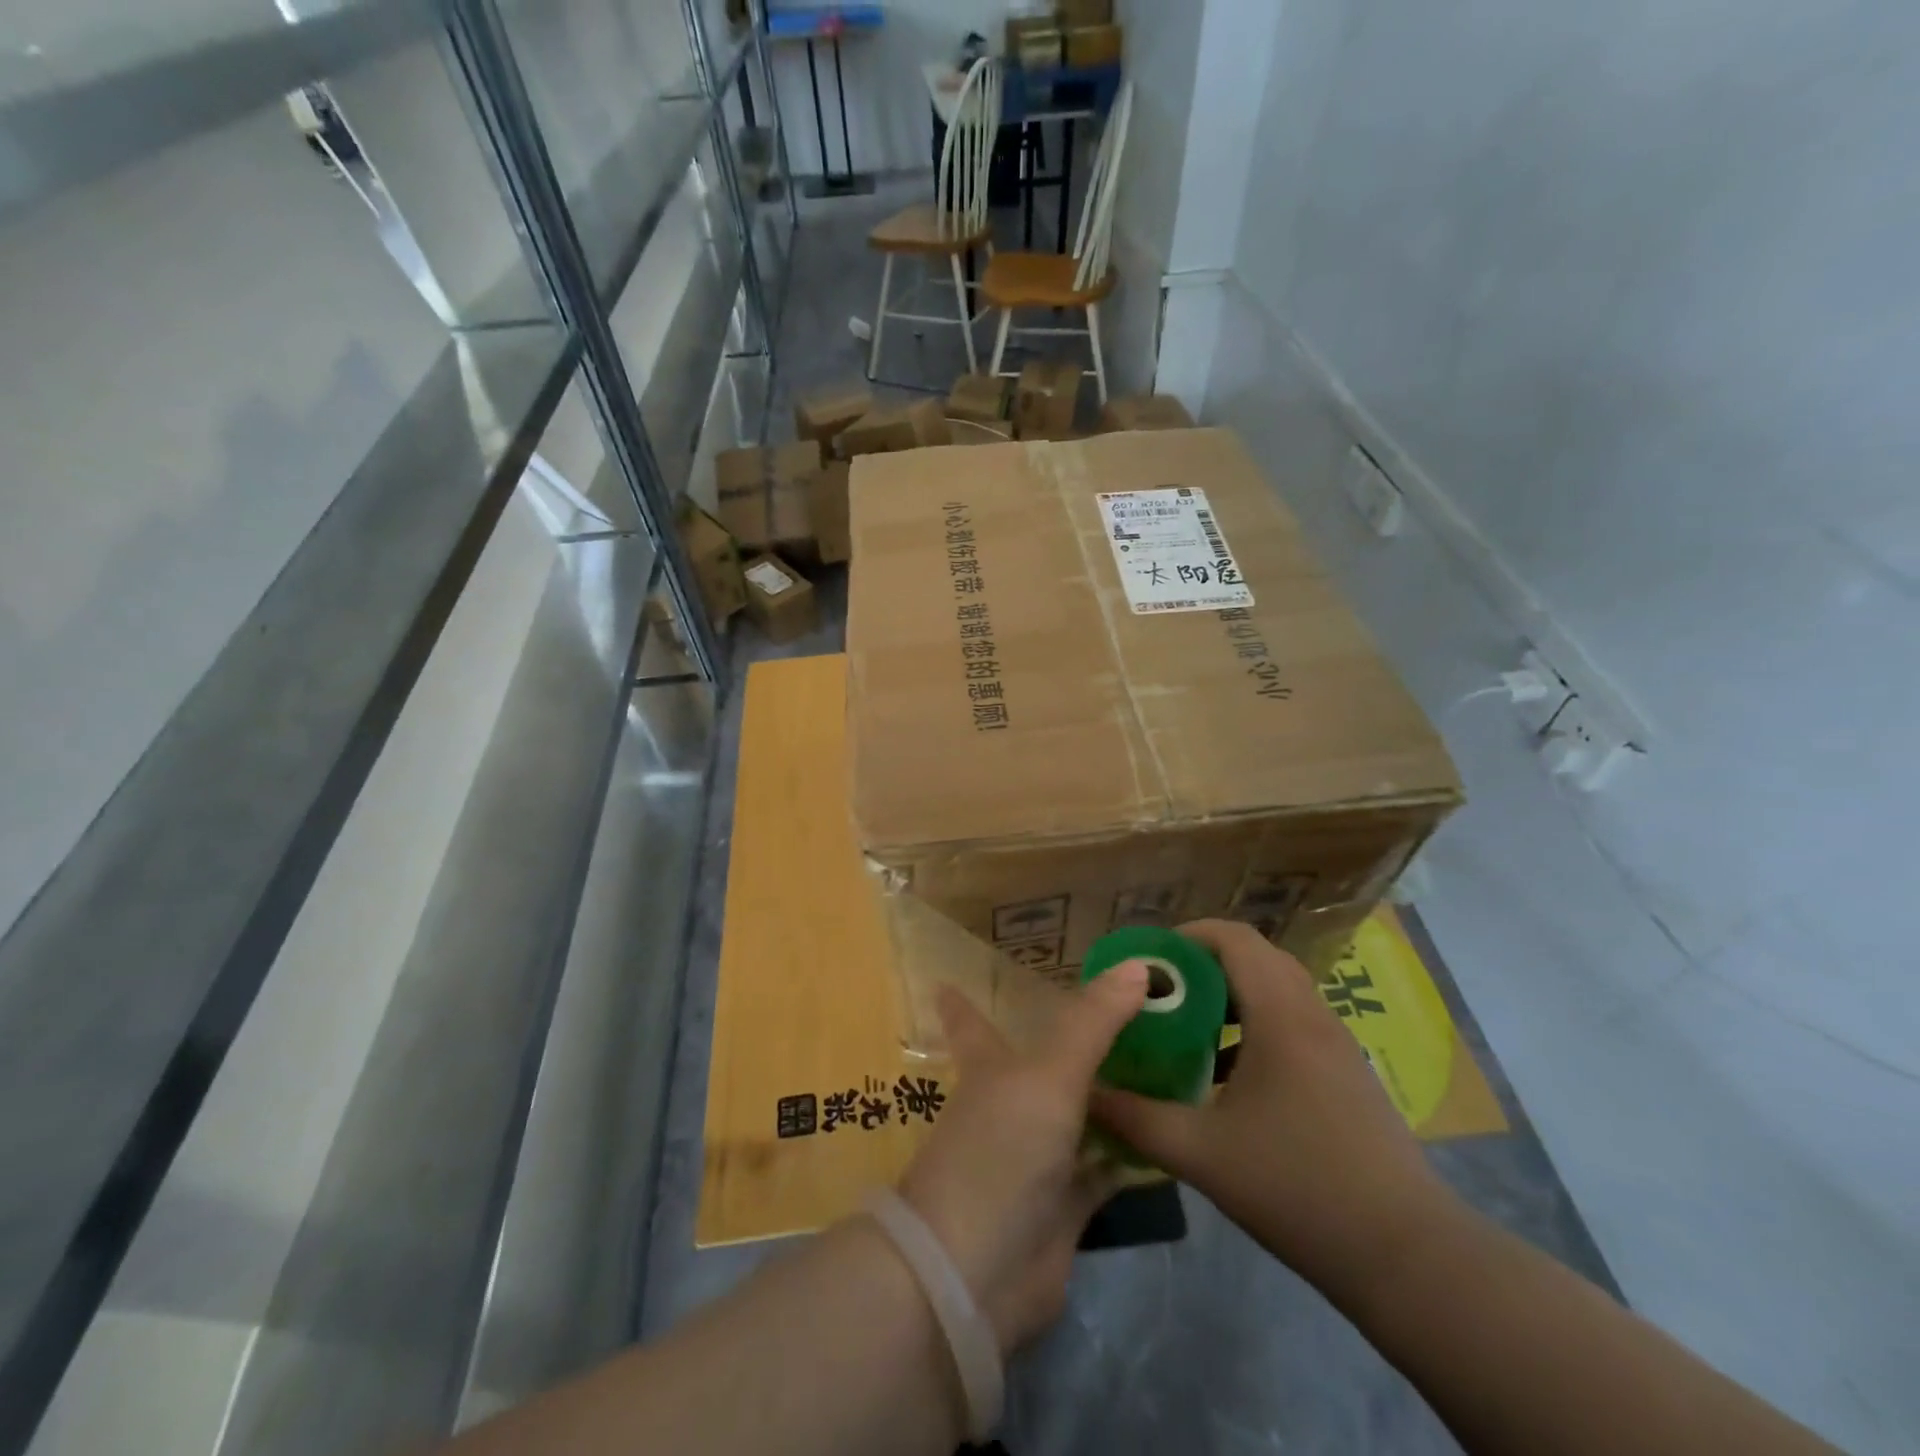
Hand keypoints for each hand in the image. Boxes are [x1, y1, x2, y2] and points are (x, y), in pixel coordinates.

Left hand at [897, 964, 1147, 1353]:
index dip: (960, 1002)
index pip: (970, 1022)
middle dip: (1075, 1041)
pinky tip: (1169, 1133)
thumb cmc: (1001, 1150)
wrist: (978, 1272)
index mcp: (990, 1067)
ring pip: (1080, 1113)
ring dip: (1113, 1093)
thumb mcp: (1049, 1075)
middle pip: (1044, 1063)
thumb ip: (1093, 1022)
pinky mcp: (1066, 1204)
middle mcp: (1012, 1104)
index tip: (946, 979)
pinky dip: (1132, 1153)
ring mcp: (1038, 1156)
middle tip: (1125, 1010)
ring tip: (1163, 1059)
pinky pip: (1106, 1167)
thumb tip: (1138, 965)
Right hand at [1089, 920, 1457, 1303]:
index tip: (1148, 963)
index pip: (1232, 937)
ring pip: (1276, 990)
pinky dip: (1254, 1026)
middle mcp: (1312, 1013)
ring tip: (1186, 1029)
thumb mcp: (1200, 1152)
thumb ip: (1135, 1118)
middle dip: (1202, 965)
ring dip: (1229, 996)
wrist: (1407, 1256)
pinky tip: (1227, 1075)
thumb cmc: (1297, 1186)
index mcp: (1280, 1013)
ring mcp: (1336, 1043)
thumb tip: (1086, 1093)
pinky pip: (1293, 1022)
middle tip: (1161, 994)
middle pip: (1254, 957)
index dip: (1186, 937)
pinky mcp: (1347, 1074)